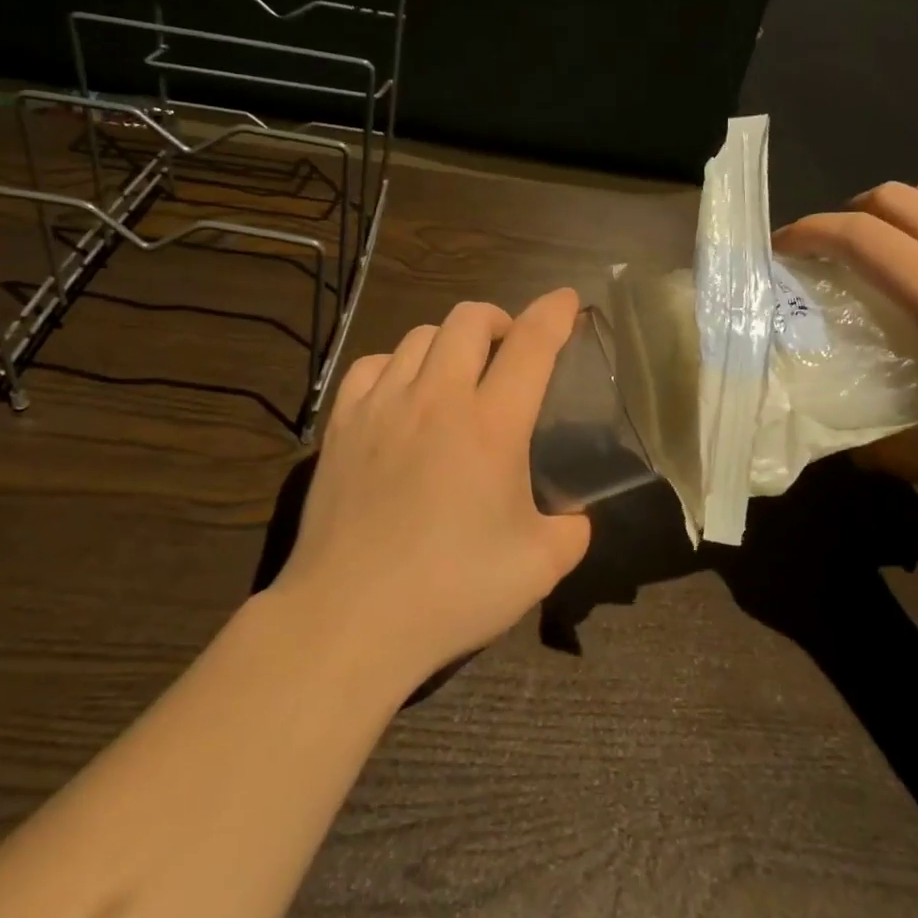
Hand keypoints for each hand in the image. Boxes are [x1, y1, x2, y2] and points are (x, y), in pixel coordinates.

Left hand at [269, 289, 592, 688]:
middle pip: (468, 319)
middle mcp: (437, 398)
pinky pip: (372, 366)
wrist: (349, 619)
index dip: (553, 313)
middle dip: (497, 320)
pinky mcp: (341, 425)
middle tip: (508, 349)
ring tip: (457, 371)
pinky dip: (397, 366)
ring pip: (420, 336)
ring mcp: (382, 406)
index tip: (566, 298)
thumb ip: (572, 532)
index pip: (531, 345)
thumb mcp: (538, 568)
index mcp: (491, 424)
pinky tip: (402, 394)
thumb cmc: (452, 591)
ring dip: (449, 342)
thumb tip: (576, 518)